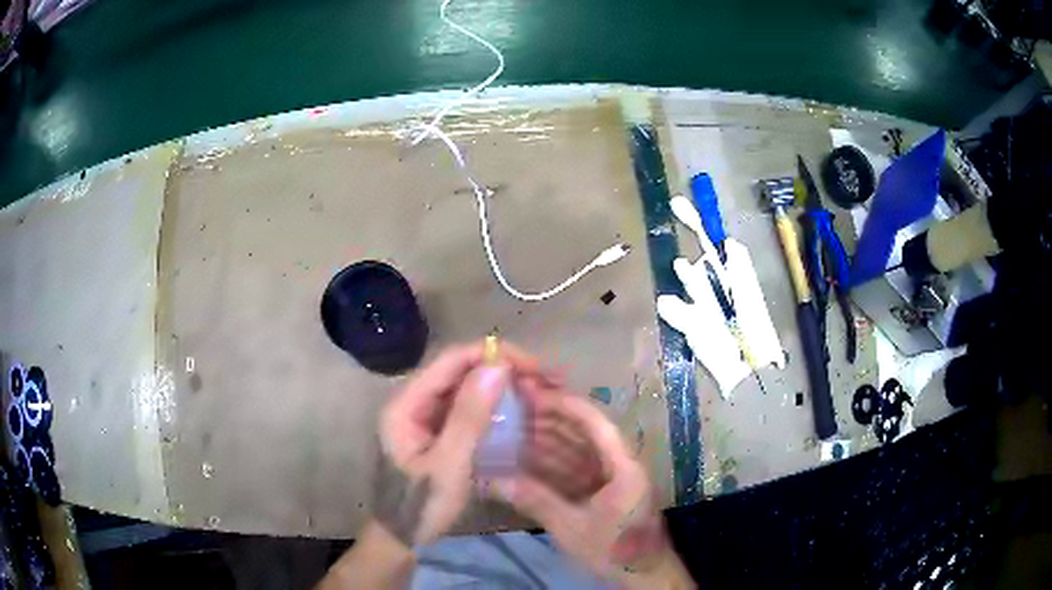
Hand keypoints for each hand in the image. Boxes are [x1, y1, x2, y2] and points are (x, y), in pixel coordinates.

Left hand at [372, 341, 554, 546]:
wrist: (403, 538)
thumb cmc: (420, 506)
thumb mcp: (448, 465)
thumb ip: (469, 417)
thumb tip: (497, 366)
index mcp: (406, 403)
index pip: (452, 360)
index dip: (494, 355)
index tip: (534, 366)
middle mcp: (414, 400)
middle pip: (461, 369)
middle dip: (503, 368)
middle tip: (546, 378)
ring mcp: (426, 415)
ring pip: (467, 386)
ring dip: (503, 384)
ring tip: (540, 388)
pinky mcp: (438, 430)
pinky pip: (468, 406)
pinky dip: (495, 404)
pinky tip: (520, 407)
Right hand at [493, 386, 691, 587]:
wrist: (644, 574)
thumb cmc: (615, 550)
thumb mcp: (573, 528)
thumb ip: (536, 501)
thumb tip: (493, 480)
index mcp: (622, 465)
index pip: (593, 422)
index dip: (561, 403)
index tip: (529, 394)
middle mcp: (619, 462)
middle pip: (584, 429)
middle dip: (549, 415)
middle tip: (513, 404)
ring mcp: (612, 475)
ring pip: (577, 447)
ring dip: (547, 436)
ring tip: (513, 424)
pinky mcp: (604, 488)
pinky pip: (576, 466)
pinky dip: (552, 460)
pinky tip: (526, 456)